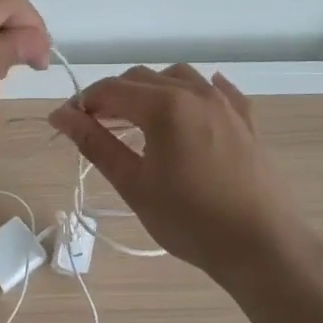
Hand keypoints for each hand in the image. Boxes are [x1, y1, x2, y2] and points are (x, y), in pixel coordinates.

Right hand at [48, 64, 307, 281]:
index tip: (66, 122)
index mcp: (163, 106)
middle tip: (96, 127)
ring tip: (139, 121)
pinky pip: (215, 90)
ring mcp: (224, 103)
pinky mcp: (245, 119)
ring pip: (177, 76)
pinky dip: (193, 92)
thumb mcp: (134, 184)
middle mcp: (194, 92)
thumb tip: (61, 116)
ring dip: (151, 90)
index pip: (110, 89)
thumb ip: (95, 143)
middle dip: (113, 96)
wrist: (262, 246)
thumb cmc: (190, 220)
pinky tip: (188, 109)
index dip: (83, 102)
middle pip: (141, 78)